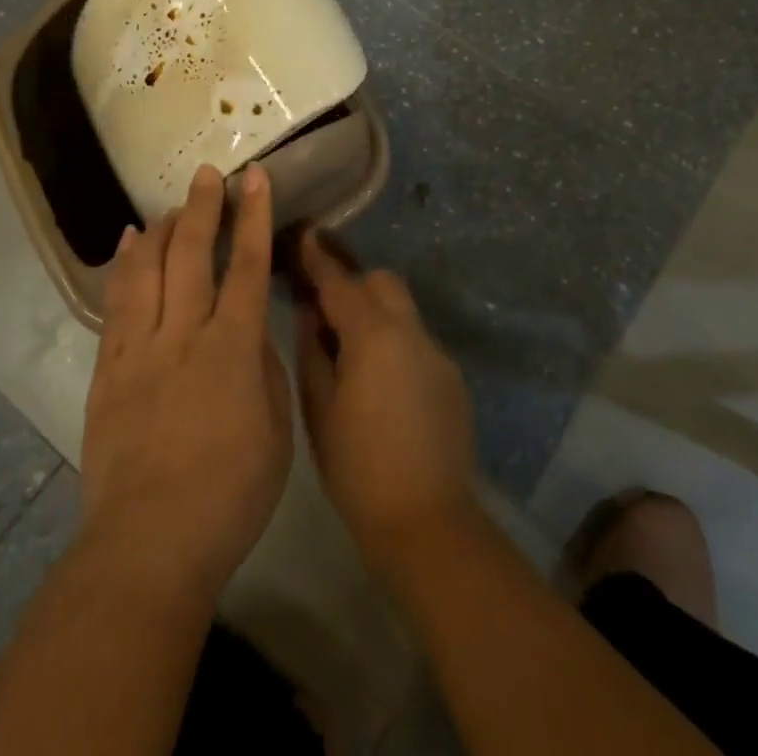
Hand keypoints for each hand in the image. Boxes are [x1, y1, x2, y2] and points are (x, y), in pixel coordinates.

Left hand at [78, 163, 292, 609]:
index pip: (246, 265)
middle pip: (191, 253)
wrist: (150, 542)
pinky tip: (128, 244)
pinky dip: (123, 265)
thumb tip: (249, 331)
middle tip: (207, 173)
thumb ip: (263, 369)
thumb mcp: (276, 431)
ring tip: (169, 205)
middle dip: (202, 206)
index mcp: (232, 347)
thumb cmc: (230, 494)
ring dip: (160, 229)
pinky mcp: (108, 368)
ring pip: (146, 268)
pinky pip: (115, 302)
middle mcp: (183, 334)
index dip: (253, 216)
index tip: (254, 177)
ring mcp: (139, 348)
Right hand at [293, 230, 477, 574]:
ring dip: (375, 314)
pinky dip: (394, 343)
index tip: (305, 233)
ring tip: (350, 350)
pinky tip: (380, 384)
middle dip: (354, 284)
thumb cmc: (358, 468)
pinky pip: (416, 342)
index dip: (319, 257)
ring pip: (402, 311)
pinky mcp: (452, 379)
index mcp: (374, 335)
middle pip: (382, 283)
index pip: (340, 282)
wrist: (427, 524)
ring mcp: (437, 354)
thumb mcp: (320, 407)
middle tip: (325, 310)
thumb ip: (313, 349)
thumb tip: (309, 312)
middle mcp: (411, 333)